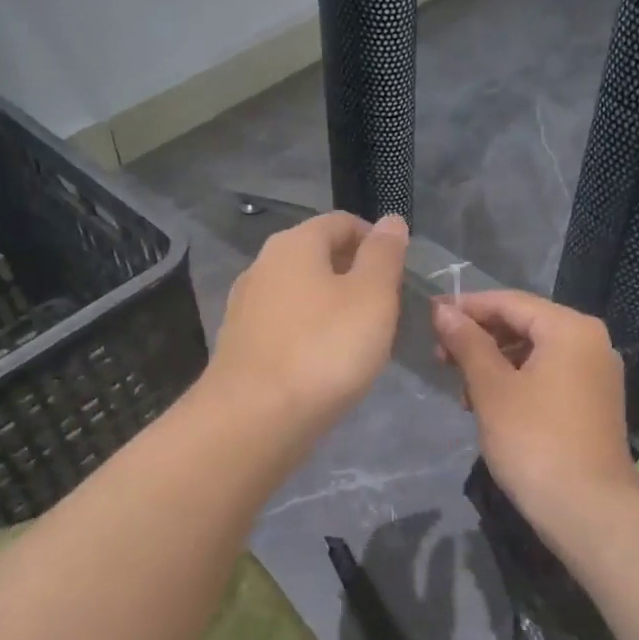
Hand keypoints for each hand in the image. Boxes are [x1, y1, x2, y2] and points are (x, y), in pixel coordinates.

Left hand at [206, 211, 408, 434]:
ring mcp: (245, 307)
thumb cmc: (324, 349)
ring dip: (330, 304)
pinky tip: (323, 362)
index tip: (398, 270)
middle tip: (385, 306)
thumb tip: (390, 220)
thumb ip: (384, 255)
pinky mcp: (240, 345)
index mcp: (294, 244)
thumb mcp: (372, 296)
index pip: (341, 222)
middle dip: (353, 273)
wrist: (254, 419)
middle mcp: (262, 265)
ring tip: (359, 336)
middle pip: (316, 255)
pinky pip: (284, 325)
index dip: (374, 238)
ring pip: (299, 292)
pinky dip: (308, 332)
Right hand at [431, 290, 638, 516]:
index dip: (467, 307)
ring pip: (535, 352)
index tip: (431, 317)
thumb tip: (443, 310)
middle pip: (525, 324)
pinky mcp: (594, 402)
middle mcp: (591, 342)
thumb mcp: (491, 388)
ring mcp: (596, 373)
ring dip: (495, 363)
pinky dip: (517, 381)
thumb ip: (466, 342)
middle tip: (440, 357)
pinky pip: (549, 375)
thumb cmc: (533, 440)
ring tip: (461, 389)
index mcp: (570, 328)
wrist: (587, 509)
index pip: (510, 302)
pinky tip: (489, 404)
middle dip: (480, 338)